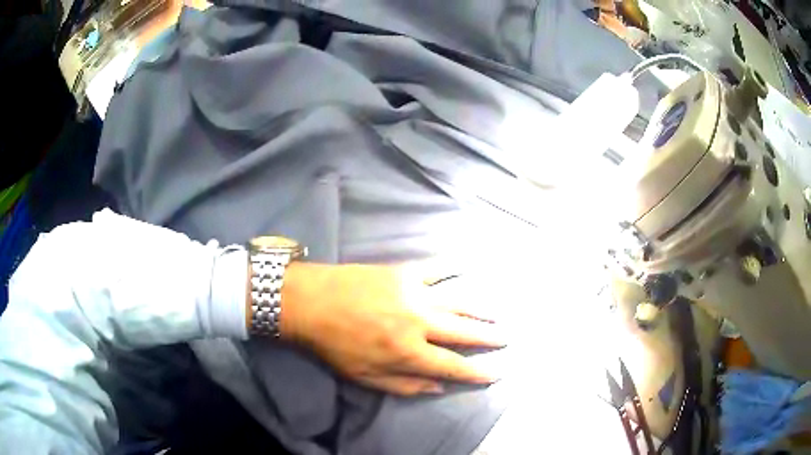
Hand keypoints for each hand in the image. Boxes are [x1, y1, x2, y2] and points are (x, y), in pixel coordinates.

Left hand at [278, 263, 506, 395]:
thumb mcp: (366, 377)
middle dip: (489, 337)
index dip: (478, 372)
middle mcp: (419, 322)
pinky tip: (467, 265)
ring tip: (498, 314)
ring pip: (458, 302)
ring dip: (481, 310)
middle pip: (464, 332)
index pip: (453, 365)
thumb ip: (405, 385)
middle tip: (507, 337)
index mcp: (408, 352)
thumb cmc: (335, 345)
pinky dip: (453, 267)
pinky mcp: (404, 272)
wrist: (311, 302)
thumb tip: (439, 387)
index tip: (497, 372)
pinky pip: (435, 269)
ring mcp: (414, 293)